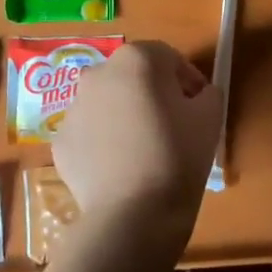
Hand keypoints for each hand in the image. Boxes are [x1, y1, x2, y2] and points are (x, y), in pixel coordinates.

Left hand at [52, 41, 223, 239]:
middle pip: (132, 76)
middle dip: (152, 93)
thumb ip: (207, 92)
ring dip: (124, 115)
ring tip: (143, 150)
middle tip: (171, 125)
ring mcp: (73, 108)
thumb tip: (197, 94)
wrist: (133, 214)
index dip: (187, 79)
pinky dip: (103, 142)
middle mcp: (98, 74)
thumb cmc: (177, 156)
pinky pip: (89, 133)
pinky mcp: (60, 141)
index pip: (168, 57)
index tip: (197, 104)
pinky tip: (120, 168)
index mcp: (136, 60)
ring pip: (107, 103)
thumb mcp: (211, 118)